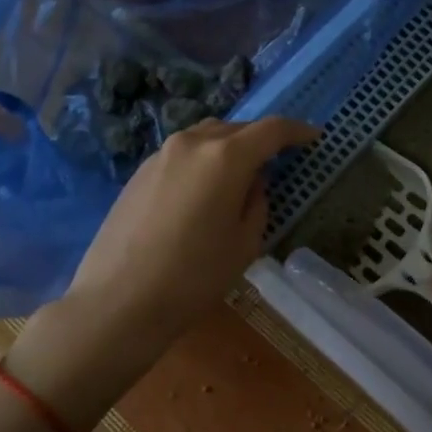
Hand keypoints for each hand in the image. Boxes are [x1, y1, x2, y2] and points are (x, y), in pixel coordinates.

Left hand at [65, 115, 318, 346]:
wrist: (118, 302)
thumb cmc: (193, 277)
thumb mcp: (244, 244)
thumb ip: (256, 203)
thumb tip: (251, 183)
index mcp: (226, 157)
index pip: (271, 129)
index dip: (297, 131)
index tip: (314, 138)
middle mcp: (193, 143)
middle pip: (237, 128)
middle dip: (261, 139)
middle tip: (278, 160)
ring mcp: (161, 154)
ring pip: (206, 136)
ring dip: (229, 146)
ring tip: (240, 173)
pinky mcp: (139, 172)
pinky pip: (183, 153)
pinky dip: (203, 160)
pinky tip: (204, 190)